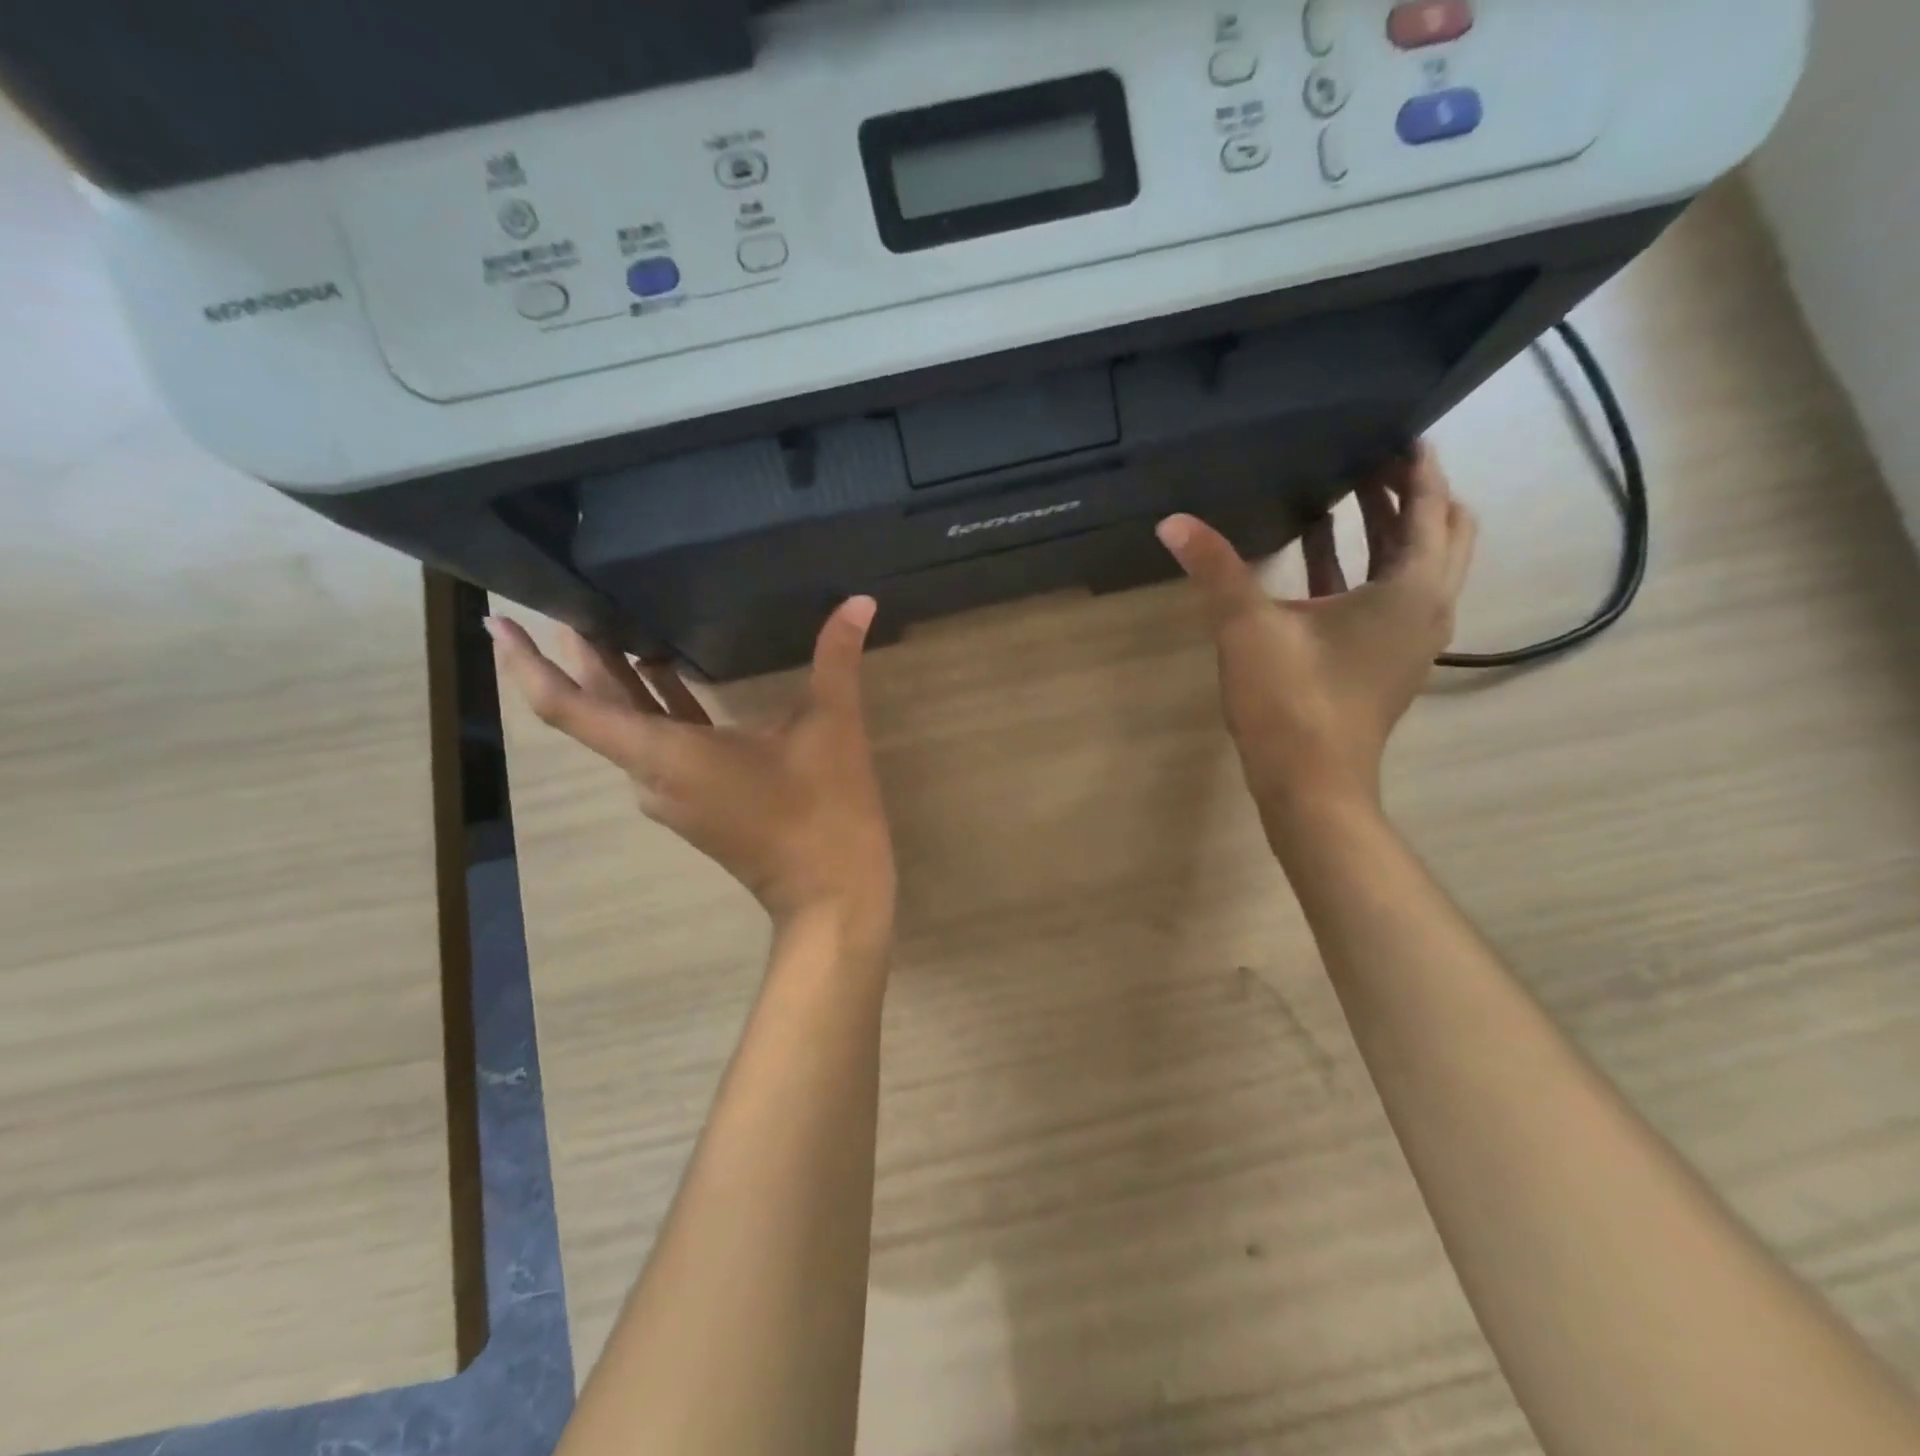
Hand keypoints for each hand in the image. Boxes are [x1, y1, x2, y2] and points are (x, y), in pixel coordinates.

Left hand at [486, 599, 895, 949]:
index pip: (571, 709)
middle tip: (573, 598)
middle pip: (597, 712)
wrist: (833, 896)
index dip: (529, 665)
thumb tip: (859, 600)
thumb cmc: (823, 812)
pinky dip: (654, 706)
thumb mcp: (832, 728)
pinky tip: (674, 673)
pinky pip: (657, 746)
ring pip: (628, 729)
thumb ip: (837, 659)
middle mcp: (653, 776)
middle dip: (580, 656)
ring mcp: (672, 796)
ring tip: (619, 624)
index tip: (501, 624)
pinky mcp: (696, 804)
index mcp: (666, 755)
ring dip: (620, 680)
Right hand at [1155, 445, 1476, 836]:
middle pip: (1442, 532)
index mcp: (1411, 589)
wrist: (1311, 786)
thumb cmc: (1291, 702)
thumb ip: (1215, 568)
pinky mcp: (1387, 662)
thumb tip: (1172, 522)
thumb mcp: (1247, 627)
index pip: (1429, 507)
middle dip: (1412, 493)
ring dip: (1392, 530)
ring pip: (1419, 567)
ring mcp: (1411, 640)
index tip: (1396, 430)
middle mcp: (1428, 608)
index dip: (1416, 465)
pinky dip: (1369, 569)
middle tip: (1372, 461)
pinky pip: (1392, 597)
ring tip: (1351, 496)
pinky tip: (1322, 561)